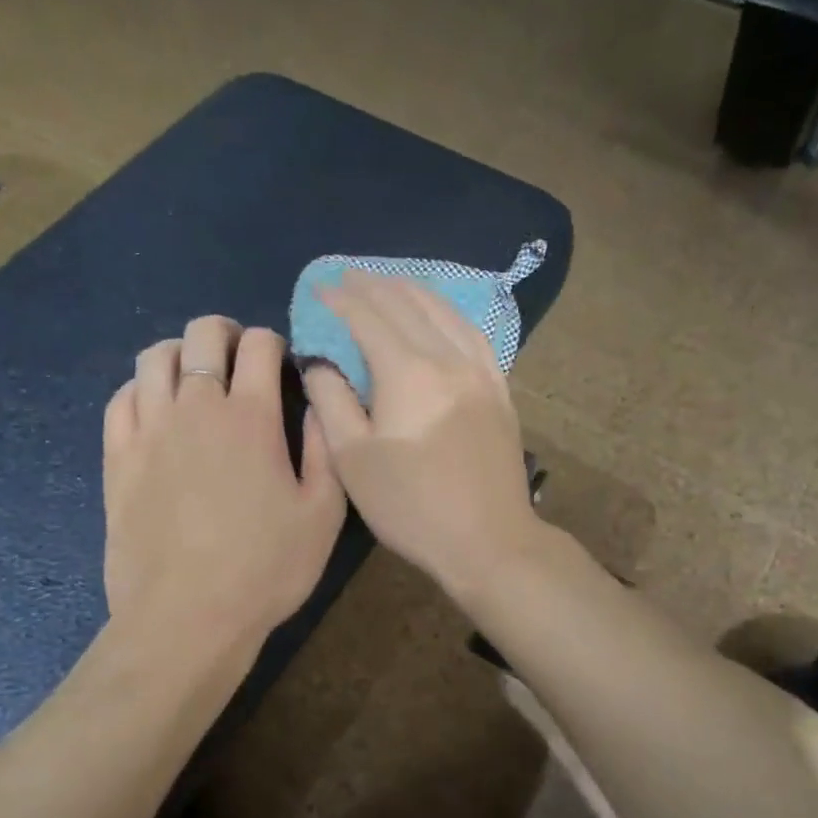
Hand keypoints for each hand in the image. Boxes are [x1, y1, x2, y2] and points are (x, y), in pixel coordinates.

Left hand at [104, 317, 345, 656]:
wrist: (186, 618)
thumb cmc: (265, 568)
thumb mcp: (324, 513)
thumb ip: (324, 447)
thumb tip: (316, 403)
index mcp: (251, 416)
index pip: (259, 344)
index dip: (274, 342)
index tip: (282, 365)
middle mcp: (196, 408)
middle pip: (202, 334)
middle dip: (226, 333)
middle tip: (240, 358)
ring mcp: (149, 430)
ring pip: (155, 357)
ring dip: (181, 353)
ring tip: (196, 377)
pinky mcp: (117, 457)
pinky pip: (121, 398)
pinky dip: (141, 388)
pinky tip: (157, 408)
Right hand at [300, 274, 542, 599]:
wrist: (488, 541)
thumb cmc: (411, 506)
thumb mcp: (353, 459)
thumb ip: (331, 401)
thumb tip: (320, 362)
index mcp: (408, 372)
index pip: (368, 317)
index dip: (340, 299)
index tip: (317, 287)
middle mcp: (448, 359)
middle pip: (407, 305)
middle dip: (373, 286)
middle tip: (346, 277)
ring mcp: (481, 372)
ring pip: (445, 312)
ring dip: (412, 291)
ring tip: (389, 282)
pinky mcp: (499, 390)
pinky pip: (474, 334)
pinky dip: (449, 313)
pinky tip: (441, 314)